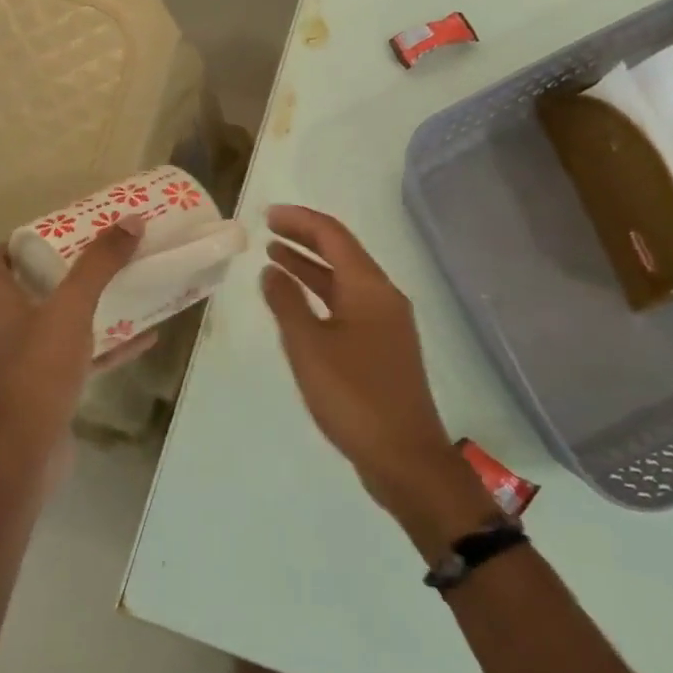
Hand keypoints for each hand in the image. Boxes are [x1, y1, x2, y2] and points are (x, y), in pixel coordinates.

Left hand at [0, 214, 157, 466]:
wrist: (30, 448)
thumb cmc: (41, 368)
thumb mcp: (72, 307)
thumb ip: (99, 265)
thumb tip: (130, 222)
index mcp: (3, 304)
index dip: (12, 244)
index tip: (49, 233)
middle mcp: (11, 330)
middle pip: (30, 291)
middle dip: (65, 271)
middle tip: (99, 254)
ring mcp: (32, 362)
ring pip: (62, 324)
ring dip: (91, 307)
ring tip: (126, 288)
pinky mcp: (53, 388)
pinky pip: (85, 357)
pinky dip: (110, 346)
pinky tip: (144, 338)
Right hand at [260, 205, 500, 551]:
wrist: (405, 457)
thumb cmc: (354, 397)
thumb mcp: (309, 348)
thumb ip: (286, 304)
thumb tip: (271, 271)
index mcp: (369, 289)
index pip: (333, 237)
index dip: (300, 221)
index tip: (267, 215)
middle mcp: (383, 297)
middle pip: (342, 253)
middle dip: (305, 238)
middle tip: (268, 229)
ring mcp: (387, 323)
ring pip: (344, 280)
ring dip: (310, 266)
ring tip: (274, 257)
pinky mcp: (383, 346)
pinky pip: (348, 304)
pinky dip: (321, 294)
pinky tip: (299, 303)